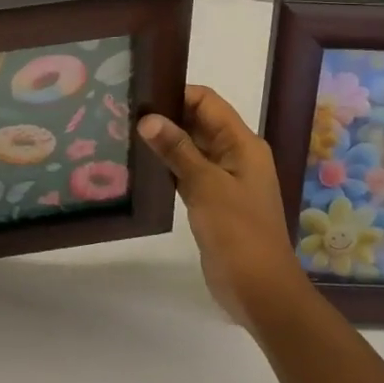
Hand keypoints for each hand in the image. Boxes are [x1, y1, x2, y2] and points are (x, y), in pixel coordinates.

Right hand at [139, 85, 311, 329]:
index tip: (141, 94)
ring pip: (191, 149)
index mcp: (243, 144)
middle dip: (166, 117)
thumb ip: (177, 150)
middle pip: (199, 123)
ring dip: (165, 143)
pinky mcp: (212, 202)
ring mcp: (224, 180)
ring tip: (126, 135)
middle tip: (124, 114)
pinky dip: (168, 168)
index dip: (177, 93)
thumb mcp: (206, 185)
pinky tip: (141, 167)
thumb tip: (148, 118)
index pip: (208, 102)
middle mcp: (235, 156)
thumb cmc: (238, 231)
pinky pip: (188, 174)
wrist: (259, 289)